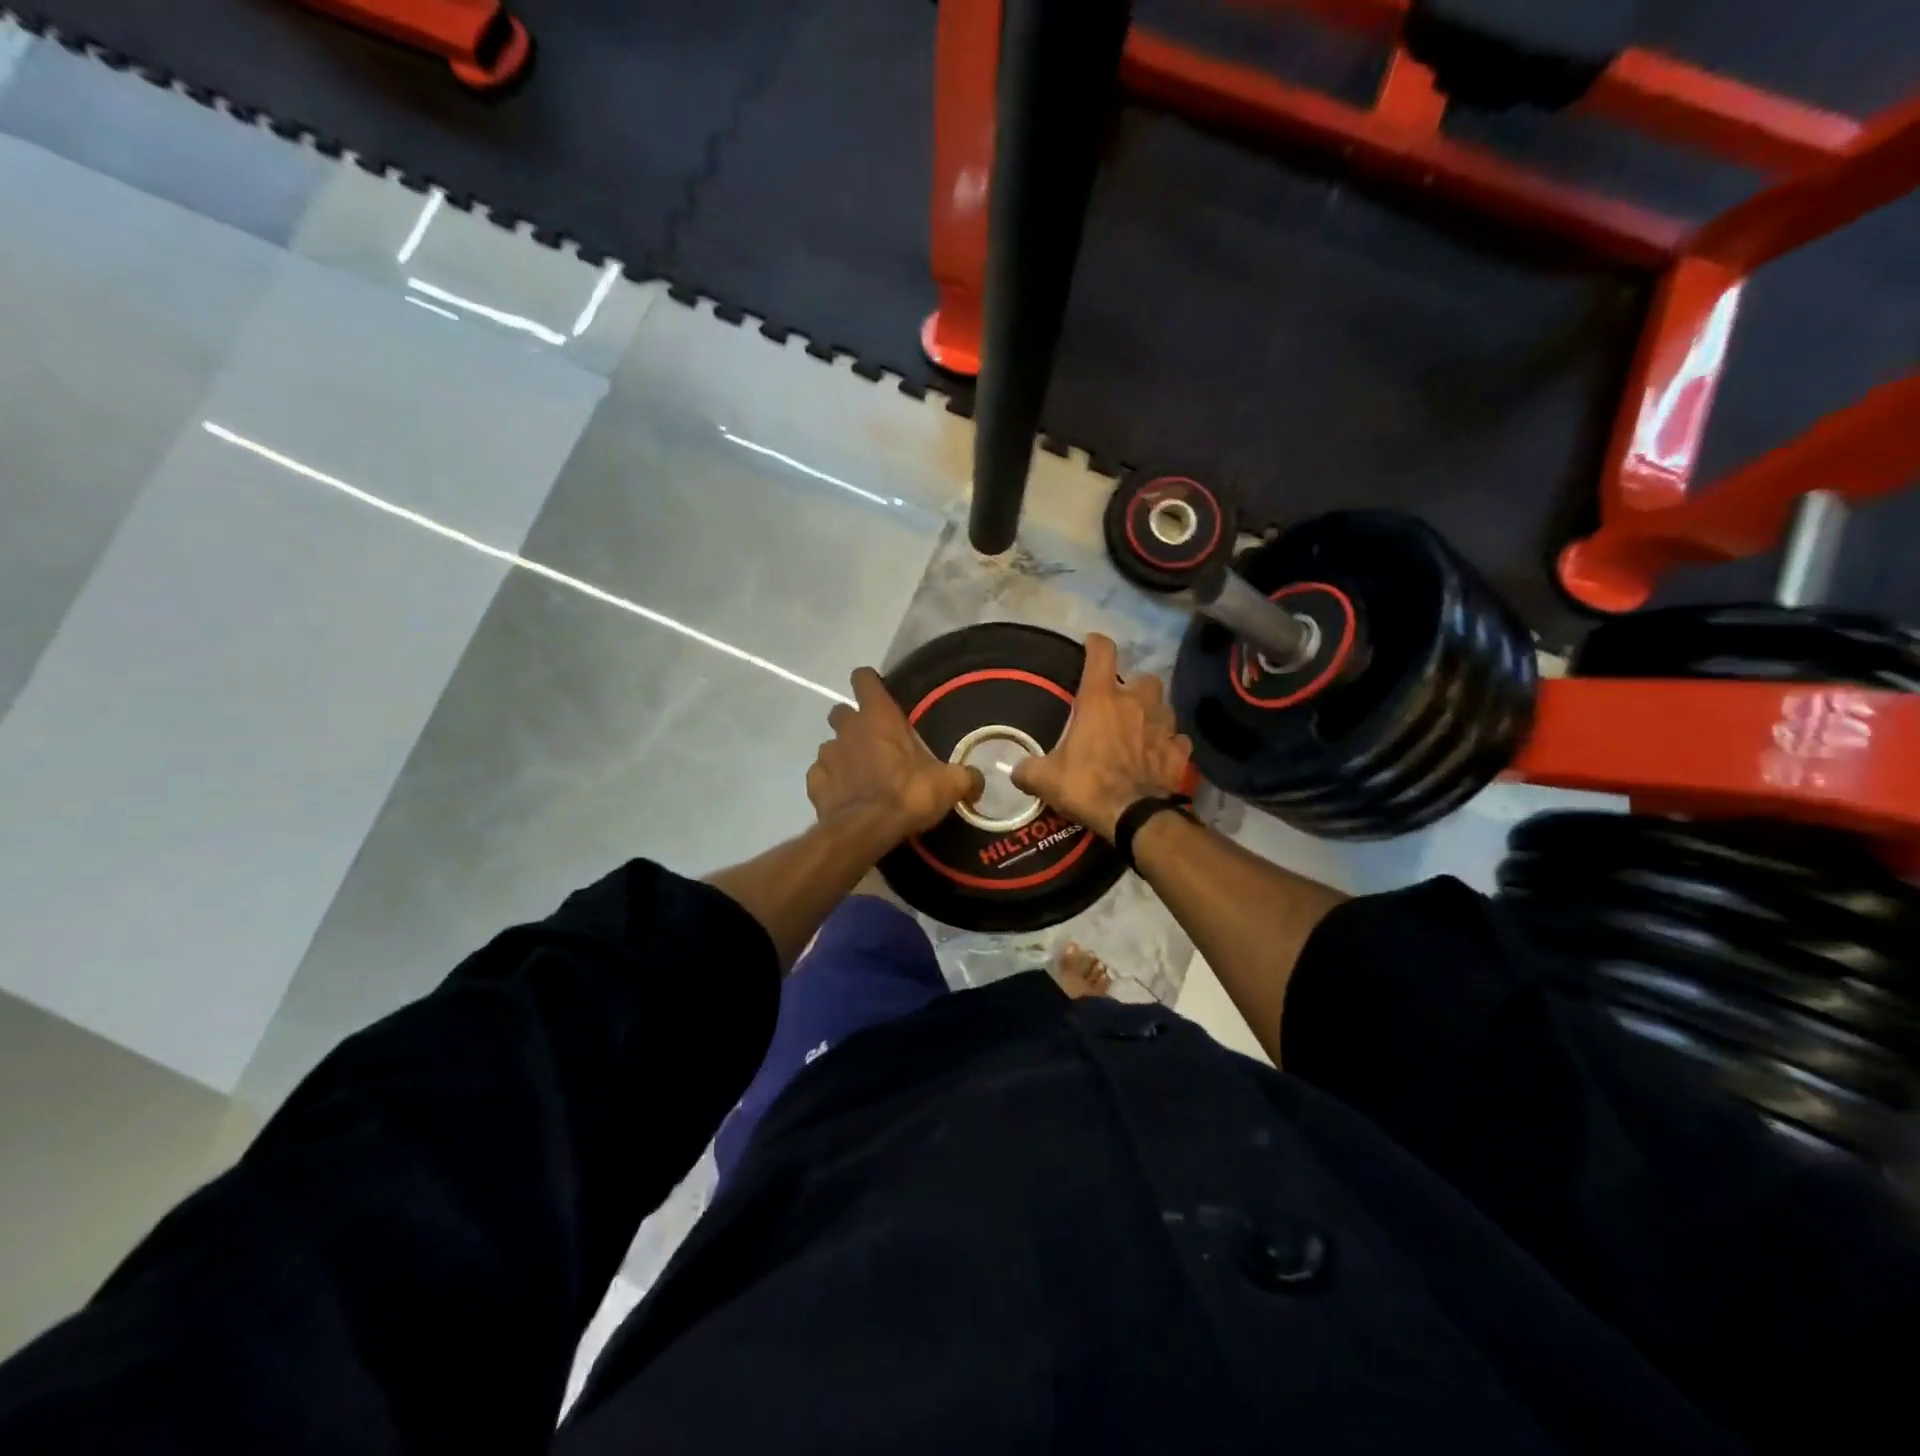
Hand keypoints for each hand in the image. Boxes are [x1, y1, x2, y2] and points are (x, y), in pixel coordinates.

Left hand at [807, 667, 983, 843]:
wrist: (865, 831)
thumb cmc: (908, 794)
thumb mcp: (949, 784)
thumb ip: (965, 777)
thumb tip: (977, 780)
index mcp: (879, 717)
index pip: (864, 679)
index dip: (869, 683)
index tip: (880, 695)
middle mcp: (848, 729)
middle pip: (842, 712)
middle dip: (854, 722)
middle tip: (875, 742)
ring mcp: (827, 755)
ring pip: (831, 745)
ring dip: (844, 754)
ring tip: (862, 775)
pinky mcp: (814, 783)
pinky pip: (821, 775)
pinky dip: (832, 782)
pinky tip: (847, 797)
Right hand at [1012, 634, 1190, 841]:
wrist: (1135, 817)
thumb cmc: (1088, 786)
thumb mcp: (1046, 779)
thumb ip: (1029, 770)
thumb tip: (1016, 772)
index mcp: (1101, 699)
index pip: (1102, 653)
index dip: (1096, 644)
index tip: (1091, 643)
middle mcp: (1137, 704)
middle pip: (1144, 678)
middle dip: (1134, 687)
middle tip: (1120, 704)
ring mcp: (1164, 726)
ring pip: (1164, 707)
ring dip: (1152, 714)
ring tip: (1140, 730)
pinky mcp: (1180, 752)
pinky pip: (1177, 740)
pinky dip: (1168, 745)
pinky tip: (1158, 756)